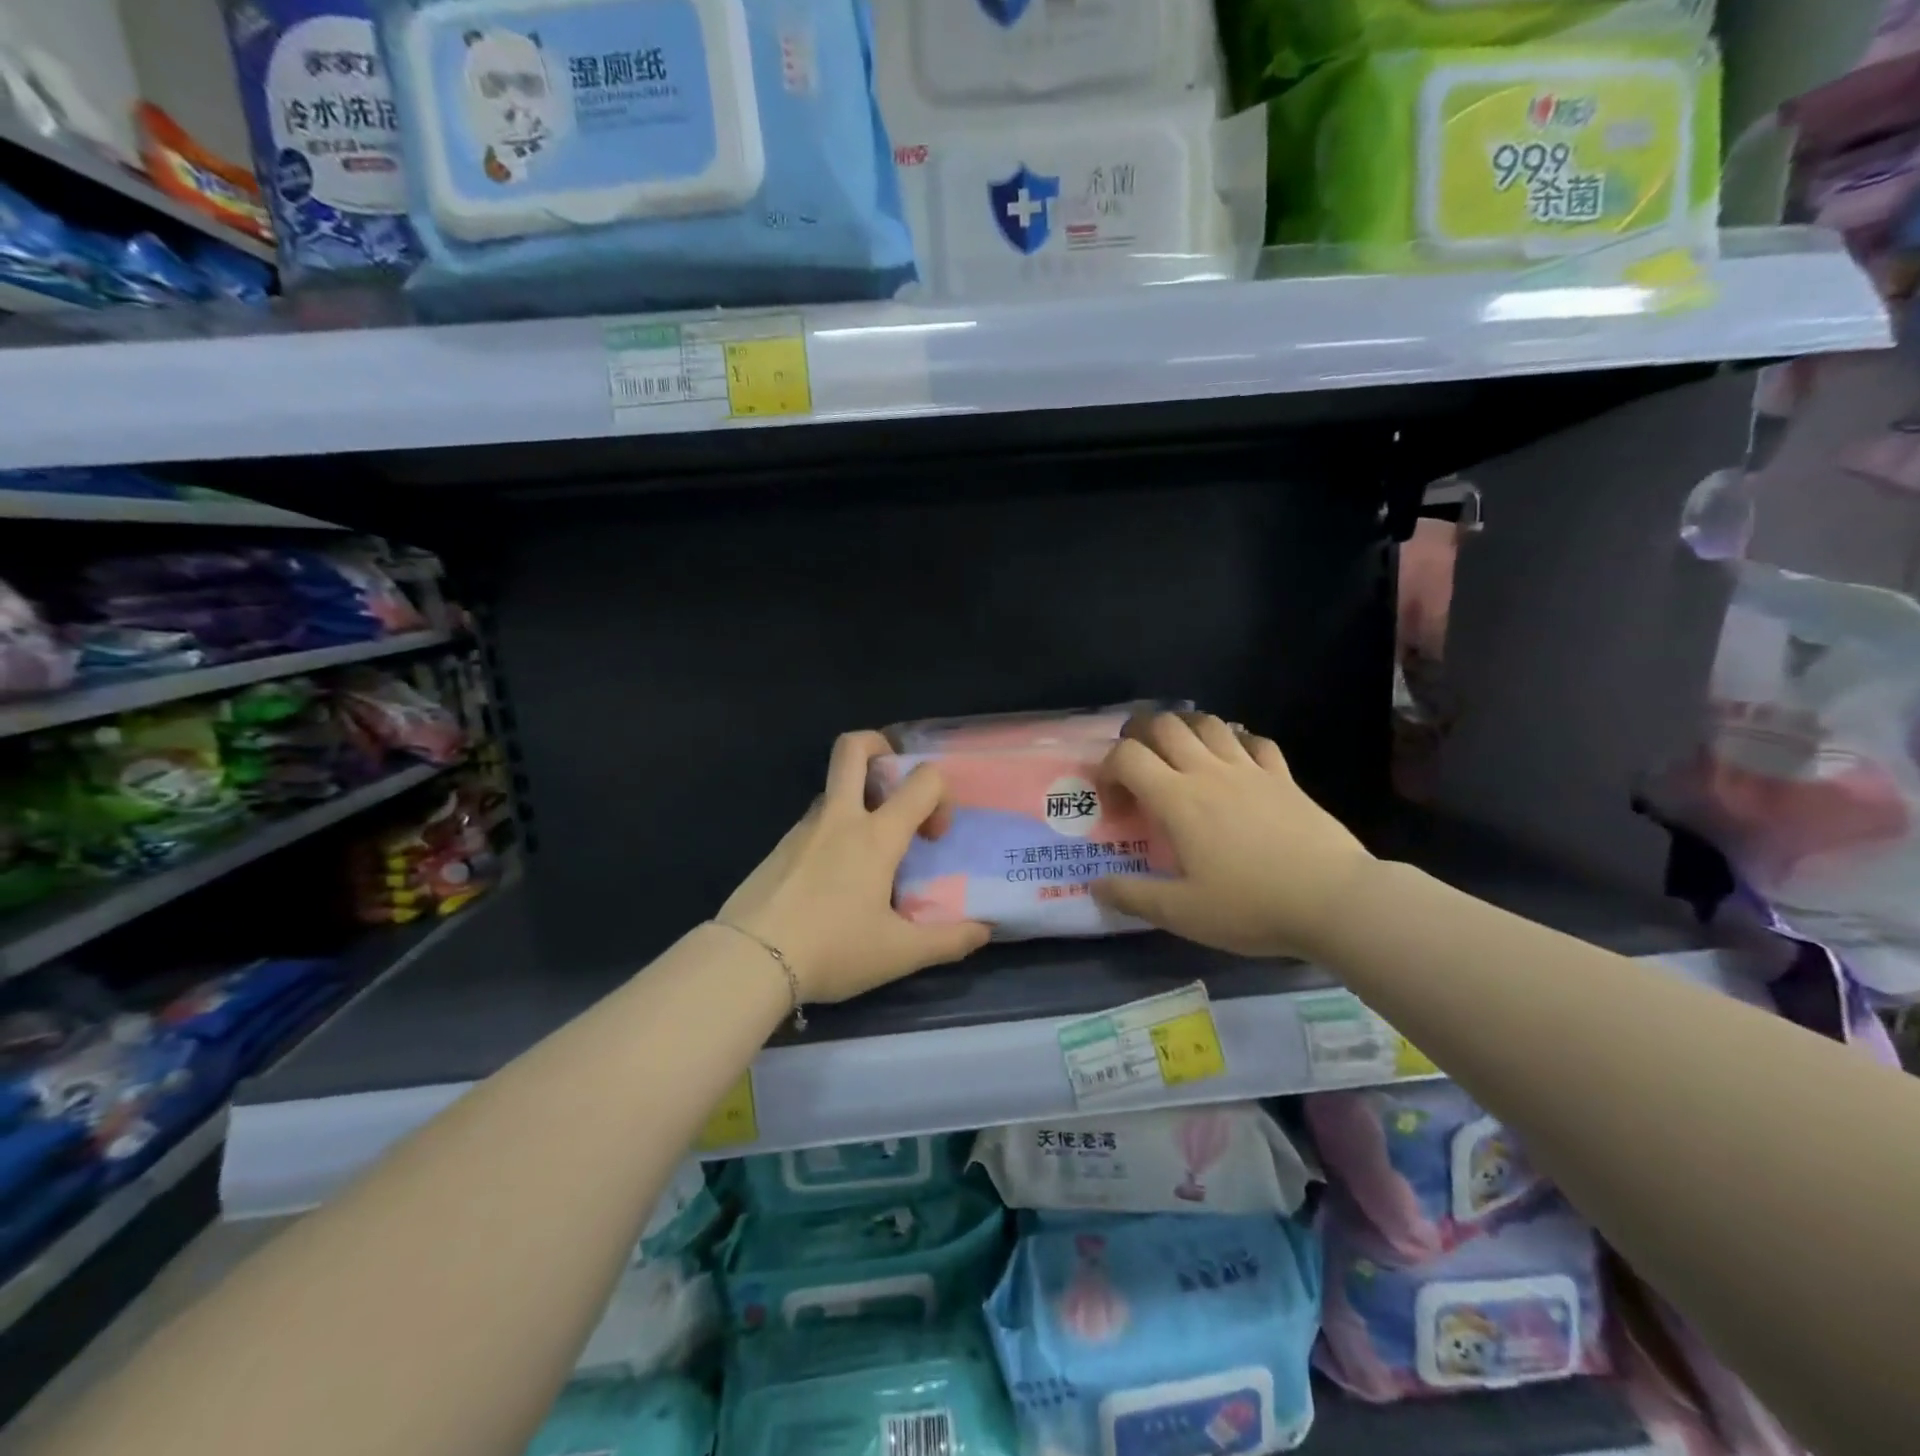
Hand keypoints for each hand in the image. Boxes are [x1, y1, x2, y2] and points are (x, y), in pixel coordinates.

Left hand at [719, 731, 991, 1002]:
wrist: (749, 960)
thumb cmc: (833, 949)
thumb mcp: (899, 953)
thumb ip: (948, 942)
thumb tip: (984, 931)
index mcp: (875, 835)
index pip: (922, 780)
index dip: (941, 795)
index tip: (934, 836)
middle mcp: (839, 818)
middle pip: (853, 748)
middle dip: (879, 746)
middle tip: (894, 780)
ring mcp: (802, 829)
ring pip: (834, 791)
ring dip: (857, 803)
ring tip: (867, 856)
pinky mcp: (778, 848)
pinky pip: (814, 824)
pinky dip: (832, 835)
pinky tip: (832, 883)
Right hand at [1090, 713, 1375, 959]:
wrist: (1334, 900)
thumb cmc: (1252, 906)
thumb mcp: (1182, 913)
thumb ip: (1133, 896)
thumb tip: (1095, 886)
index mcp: (1178, 800)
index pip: (1127, 756)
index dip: (1108, 769)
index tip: (1113, 801)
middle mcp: (1209, 772)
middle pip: (1165, 724)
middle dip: (1139, 734)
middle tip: (1137, 763)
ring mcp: (1250, 769)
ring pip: (1208, 723)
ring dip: (1184, 729)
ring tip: (1178, 754)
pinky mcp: (1283, 776)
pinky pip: (1254, 740)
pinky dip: (1235, 740)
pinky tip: (1233, 760)